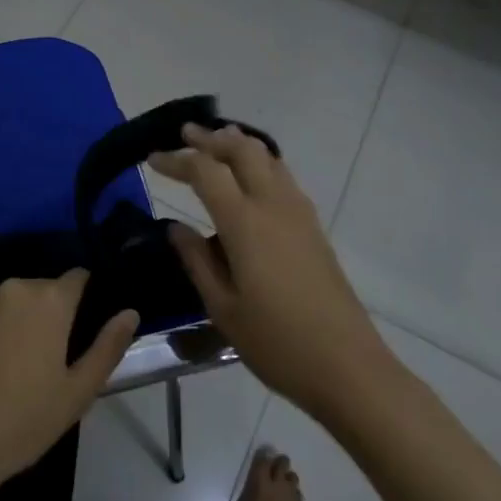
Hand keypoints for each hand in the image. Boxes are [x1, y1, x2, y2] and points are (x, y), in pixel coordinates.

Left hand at [0, 270, 137, 494]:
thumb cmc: (24, 422)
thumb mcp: (78, 392)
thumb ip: (108, 346)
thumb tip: (130, 312)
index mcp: (50, 300)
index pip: (78, 278)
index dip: (84, 298)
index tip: (82, 329)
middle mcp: (14, 286)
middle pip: (42, 289)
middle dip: (49, 313)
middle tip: (47, 358)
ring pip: (9, 300)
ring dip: (16, 319)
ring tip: (11, 364)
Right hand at [151, 124, 389, 418]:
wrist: (347, 366)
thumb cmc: (276, 342)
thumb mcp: (223, 308)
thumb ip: (197, 261)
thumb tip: (176, 227)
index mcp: (244, 222)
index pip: (205, 171)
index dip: (176, 159)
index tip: (152, 158)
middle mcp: (273, 205)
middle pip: (241, 149)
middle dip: (210, 138)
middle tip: (184, 134)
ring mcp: (298, 213)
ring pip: (266, 157)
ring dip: (238, 143)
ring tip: (216, 142)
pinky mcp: (313, 226)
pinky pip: (282, 175)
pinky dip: (259, 162)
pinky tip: (250, 178)